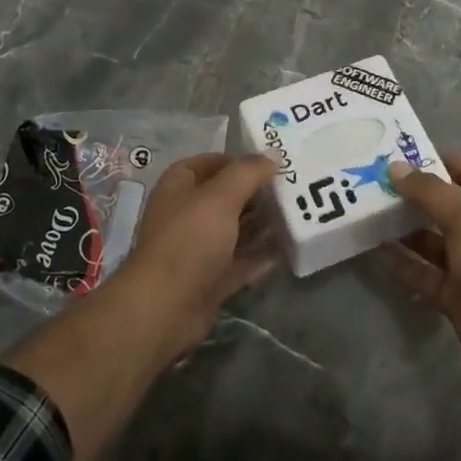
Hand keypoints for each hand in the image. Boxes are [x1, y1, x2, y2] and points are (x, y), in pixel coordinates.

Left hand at [116, 153, 278, 354]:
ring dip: (260, 226)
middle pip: (223, 198)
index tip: (267, 164)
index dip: (234, 161)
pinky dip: (259, 257)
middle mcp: (185, 216)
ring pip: (233, 232)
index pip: (206, 164)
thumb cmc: (190, 239)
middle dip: (254, 194)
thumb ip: (249, 173)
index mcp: (178, 188)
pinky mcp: (209, 280)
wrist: (166, 305)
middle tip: (289, 190)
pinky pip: (239, 263)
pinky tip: (286, 250)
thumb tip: (273, 154)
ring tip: (294, 216)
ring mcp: (197, 250)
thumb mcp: (221, 196)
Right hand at [384, 154, 460, 386]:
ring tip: (370, 212)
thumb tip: (396, 168)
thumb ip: (430, 193)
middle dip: (415, 195)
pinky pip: (424, 272)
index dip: (440, 161)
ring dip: (405, 228)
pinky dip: (403, 262)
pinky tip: (375, 249)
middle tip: (376, 181)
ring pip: (433, 240)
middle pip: (447, 207)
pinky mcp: (455, 294)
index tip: (403, 154)